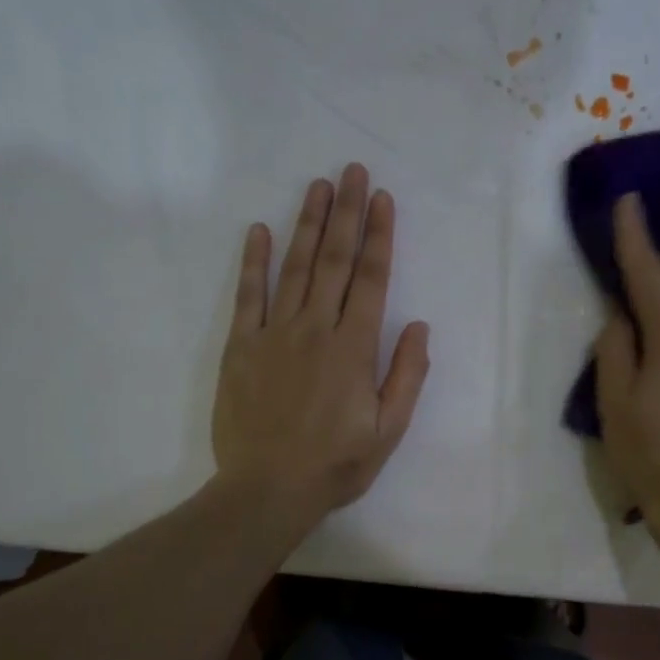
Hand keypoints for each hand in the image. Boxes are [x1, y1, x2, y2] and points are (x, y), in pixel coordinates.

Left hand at [212, 163, 430, 525]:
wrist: (268, 489)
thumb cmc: (336, 465)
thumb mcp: (388, 431)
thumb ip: (406, 376)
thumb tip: (418, 326)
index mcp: (354, 349)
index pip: (372, 280)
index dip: (380, 237)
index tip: (383, 199)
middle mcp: (316, 329)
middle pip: (336, 262)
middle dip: (348, 214)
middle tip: (353, 170)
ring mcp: (274, 334)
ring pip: (295, 268)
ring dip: (309, 224)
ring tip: (319, 187)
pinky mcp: (241, 347)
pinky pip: (248, 296)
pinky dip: (253, 262)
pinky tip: (259, 231)